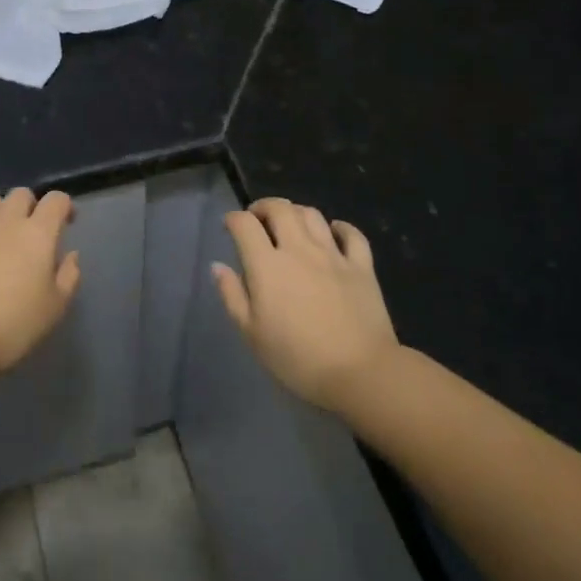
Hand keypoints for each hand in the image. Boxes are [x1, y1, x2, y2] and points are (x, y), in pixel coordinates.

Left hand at [0, 188, 80, 385]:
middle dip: (31, 206)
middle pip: (21, 194)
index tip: (68, 223)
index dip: (64, 206)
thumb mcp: (55, 307)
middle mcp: (6, 222)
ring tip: (3, 238)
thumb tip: (70, 255)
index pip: (56, 199)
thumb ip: (68, 276)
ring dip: (2, 214)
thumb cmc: (14, 324)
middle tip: (34, 232)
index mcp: (38, 232)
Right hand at [213, 198, 399, 413]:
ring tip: (290, 224)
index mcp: (267, 265)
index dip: (233, 219)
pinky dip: (340, 227)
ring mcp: (333, 255)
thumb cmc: (297, 359)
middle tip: (258, 219)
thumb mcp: (252, 334)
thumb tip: (219, 266)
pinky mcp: (361, 266)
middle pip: (279, 209)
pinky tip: (334, 231)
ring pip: (312, 215)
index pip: (244, 224)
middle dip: (263, 207)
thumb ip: (232, 295)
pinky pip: (352, 234)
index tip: (229, 227)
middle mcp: (299, 249)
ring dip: (296, 212)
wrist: (360, 373)